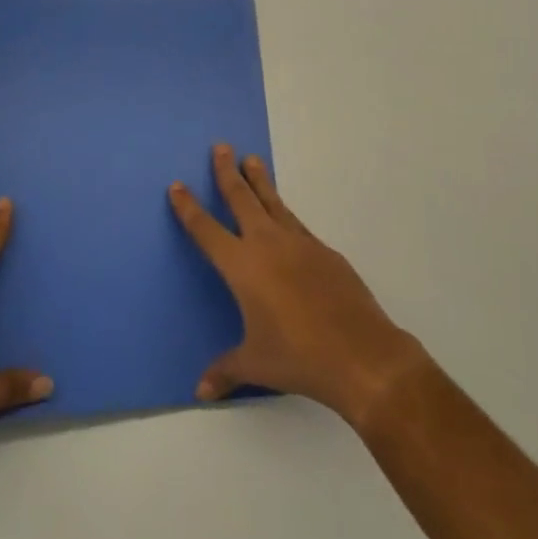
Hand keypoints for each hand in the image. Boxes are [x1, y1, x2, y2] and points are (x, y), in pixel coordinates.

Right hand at [170, 144, 428, 429]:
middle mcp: (268, 245)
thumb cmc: (298, 357)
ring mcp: (300, 243)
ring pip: (273, 202)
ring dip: (260, 181)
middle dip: (227, 173)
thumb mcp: (255, 364)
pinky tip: (285, 216)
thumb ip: (226, 372)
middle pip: (242, 199)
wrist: (360, 352)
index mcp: (242, 267)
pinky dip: (285, 213)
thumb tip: (201, 392)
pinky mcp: (325, 251)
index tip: (177, 185)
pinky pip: (297, 224)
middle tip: (221, 147)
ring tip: (252, 159)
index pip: (207, 231)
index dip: (189, 208)